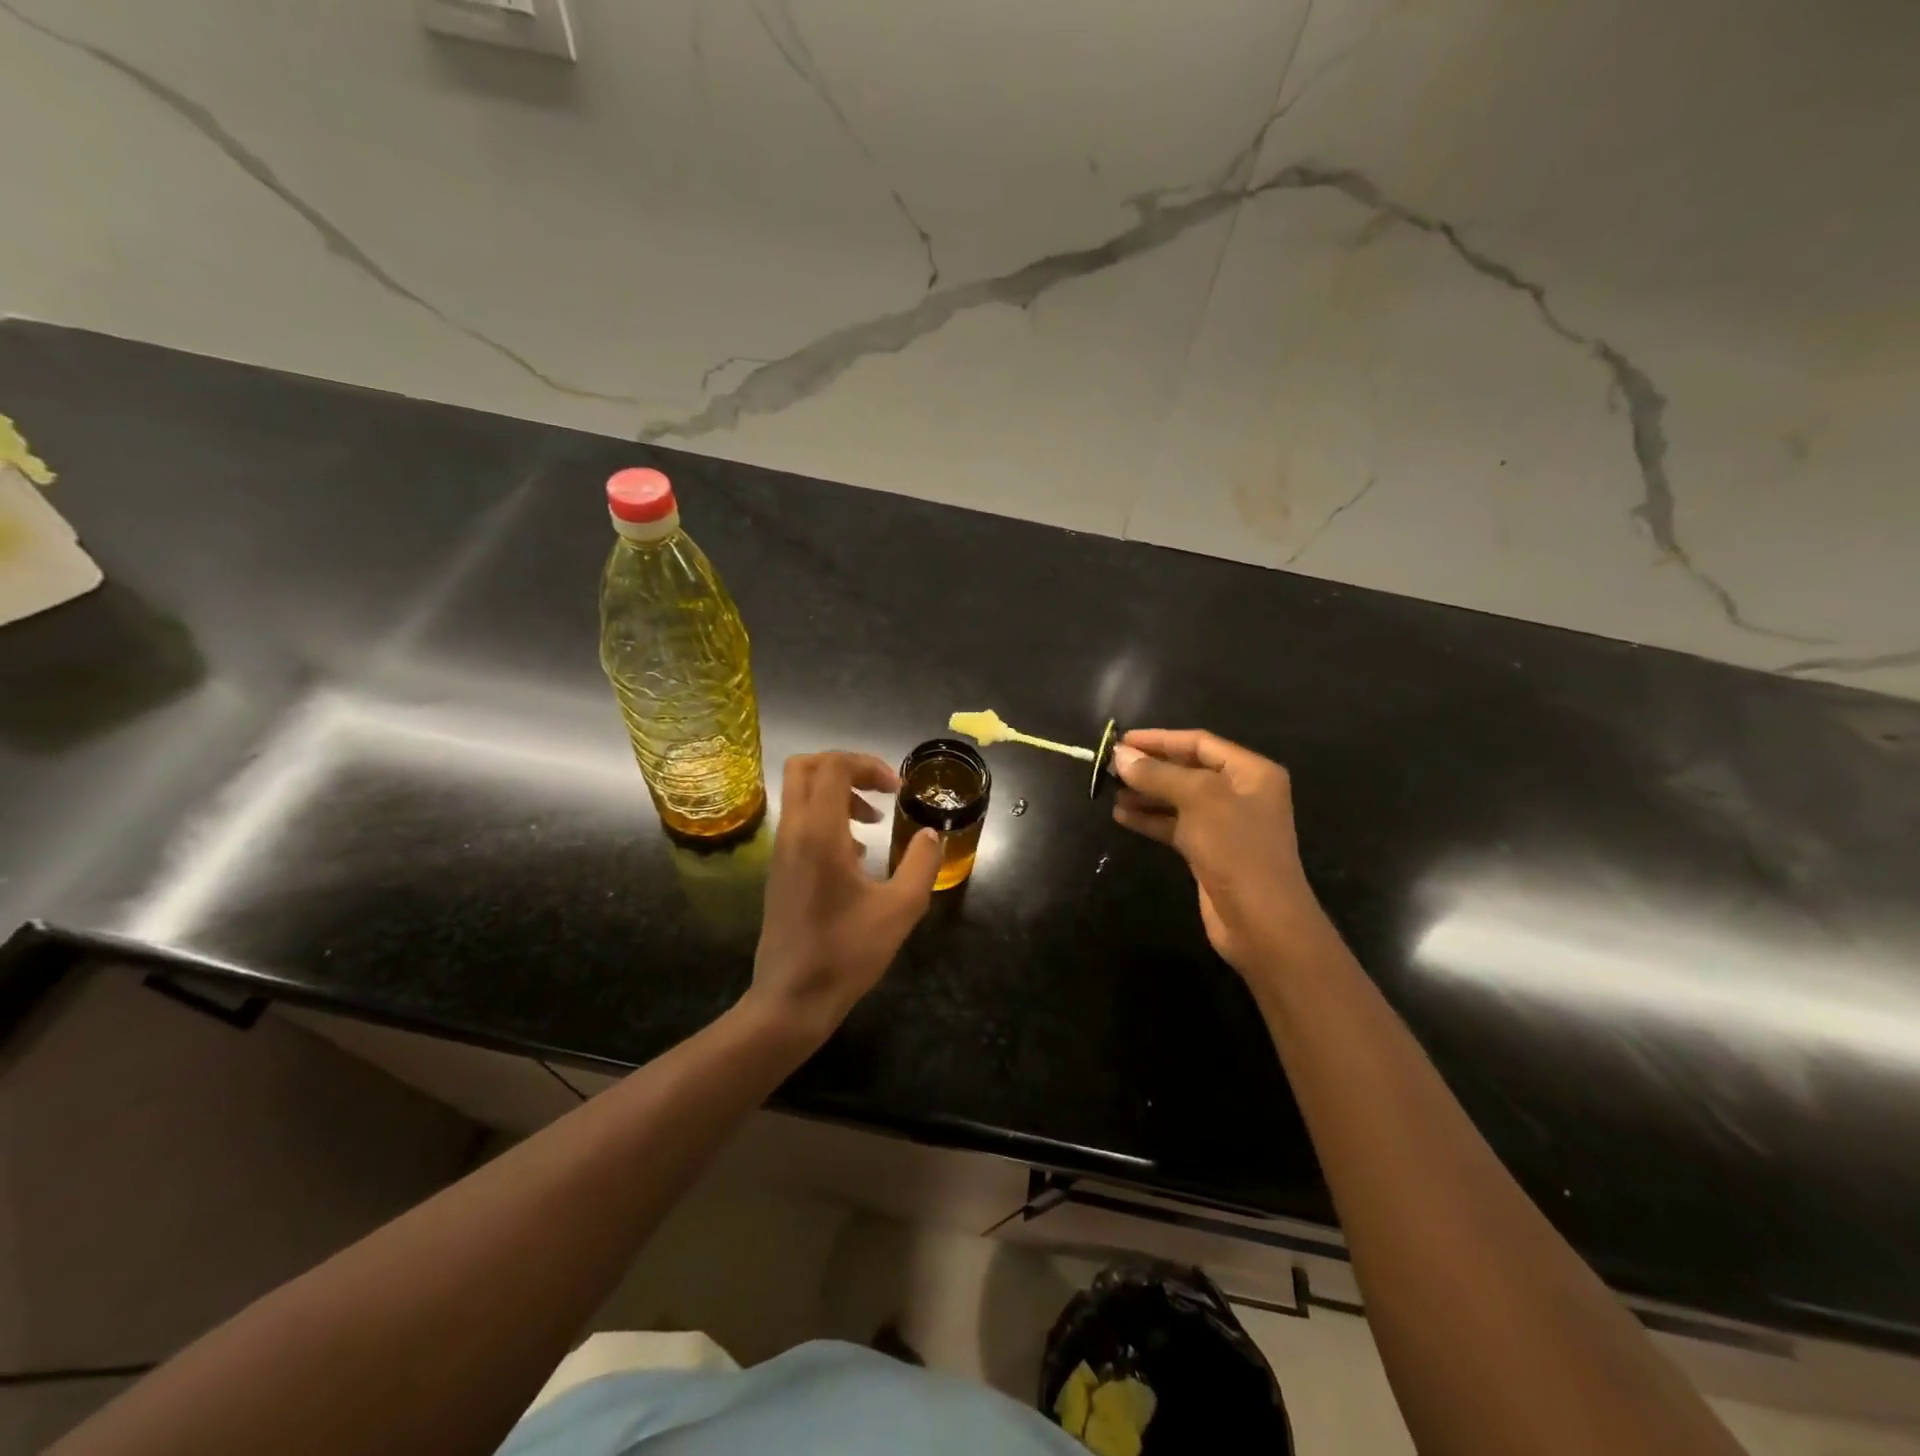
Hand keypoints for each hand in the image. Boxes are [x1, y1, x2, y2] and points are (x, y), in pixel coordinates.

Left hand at [746, 751, 942, 1044]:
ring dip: (837, 794)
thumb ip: (921, 864)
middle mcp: (793, 833)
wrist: (792, 999)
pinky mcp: (779, 870)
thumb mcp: (900, 909)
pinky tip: (856, 856)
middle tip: (880, 790)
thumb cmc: (847, 953)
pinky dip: (827, 819)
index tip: (897, 789)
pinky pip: (799, 822)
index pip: (833, 766)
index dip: (868, 764)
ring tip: (873, 822)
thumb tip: (931, 835)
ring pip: (800, 794)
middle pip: (804, 767)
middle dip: (846, 767)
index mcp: (819, 834)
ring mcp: (781, 852)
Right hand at [1110, 729, 1329, 982]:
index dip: (1159, 739)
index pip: (1199, 743)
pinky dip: (1150, 819)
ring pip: (1177, 799)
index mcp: (1251, 772)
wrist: (1261, 922)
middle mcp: (1240, 793)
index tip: (1121, 741)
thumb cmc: (1237, 849)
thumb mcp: (1198, 801)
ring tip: (1110, 790)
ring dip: (1145, 793)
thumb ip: (1158, 774)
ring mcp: (1224, 825)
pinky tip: (1121, 816)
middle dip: (1149, 767)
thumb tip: (1119, 755)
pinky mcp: (1208, 852)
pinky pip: (1174, 826)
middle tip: (1110, 766)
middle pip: (1187, 769)